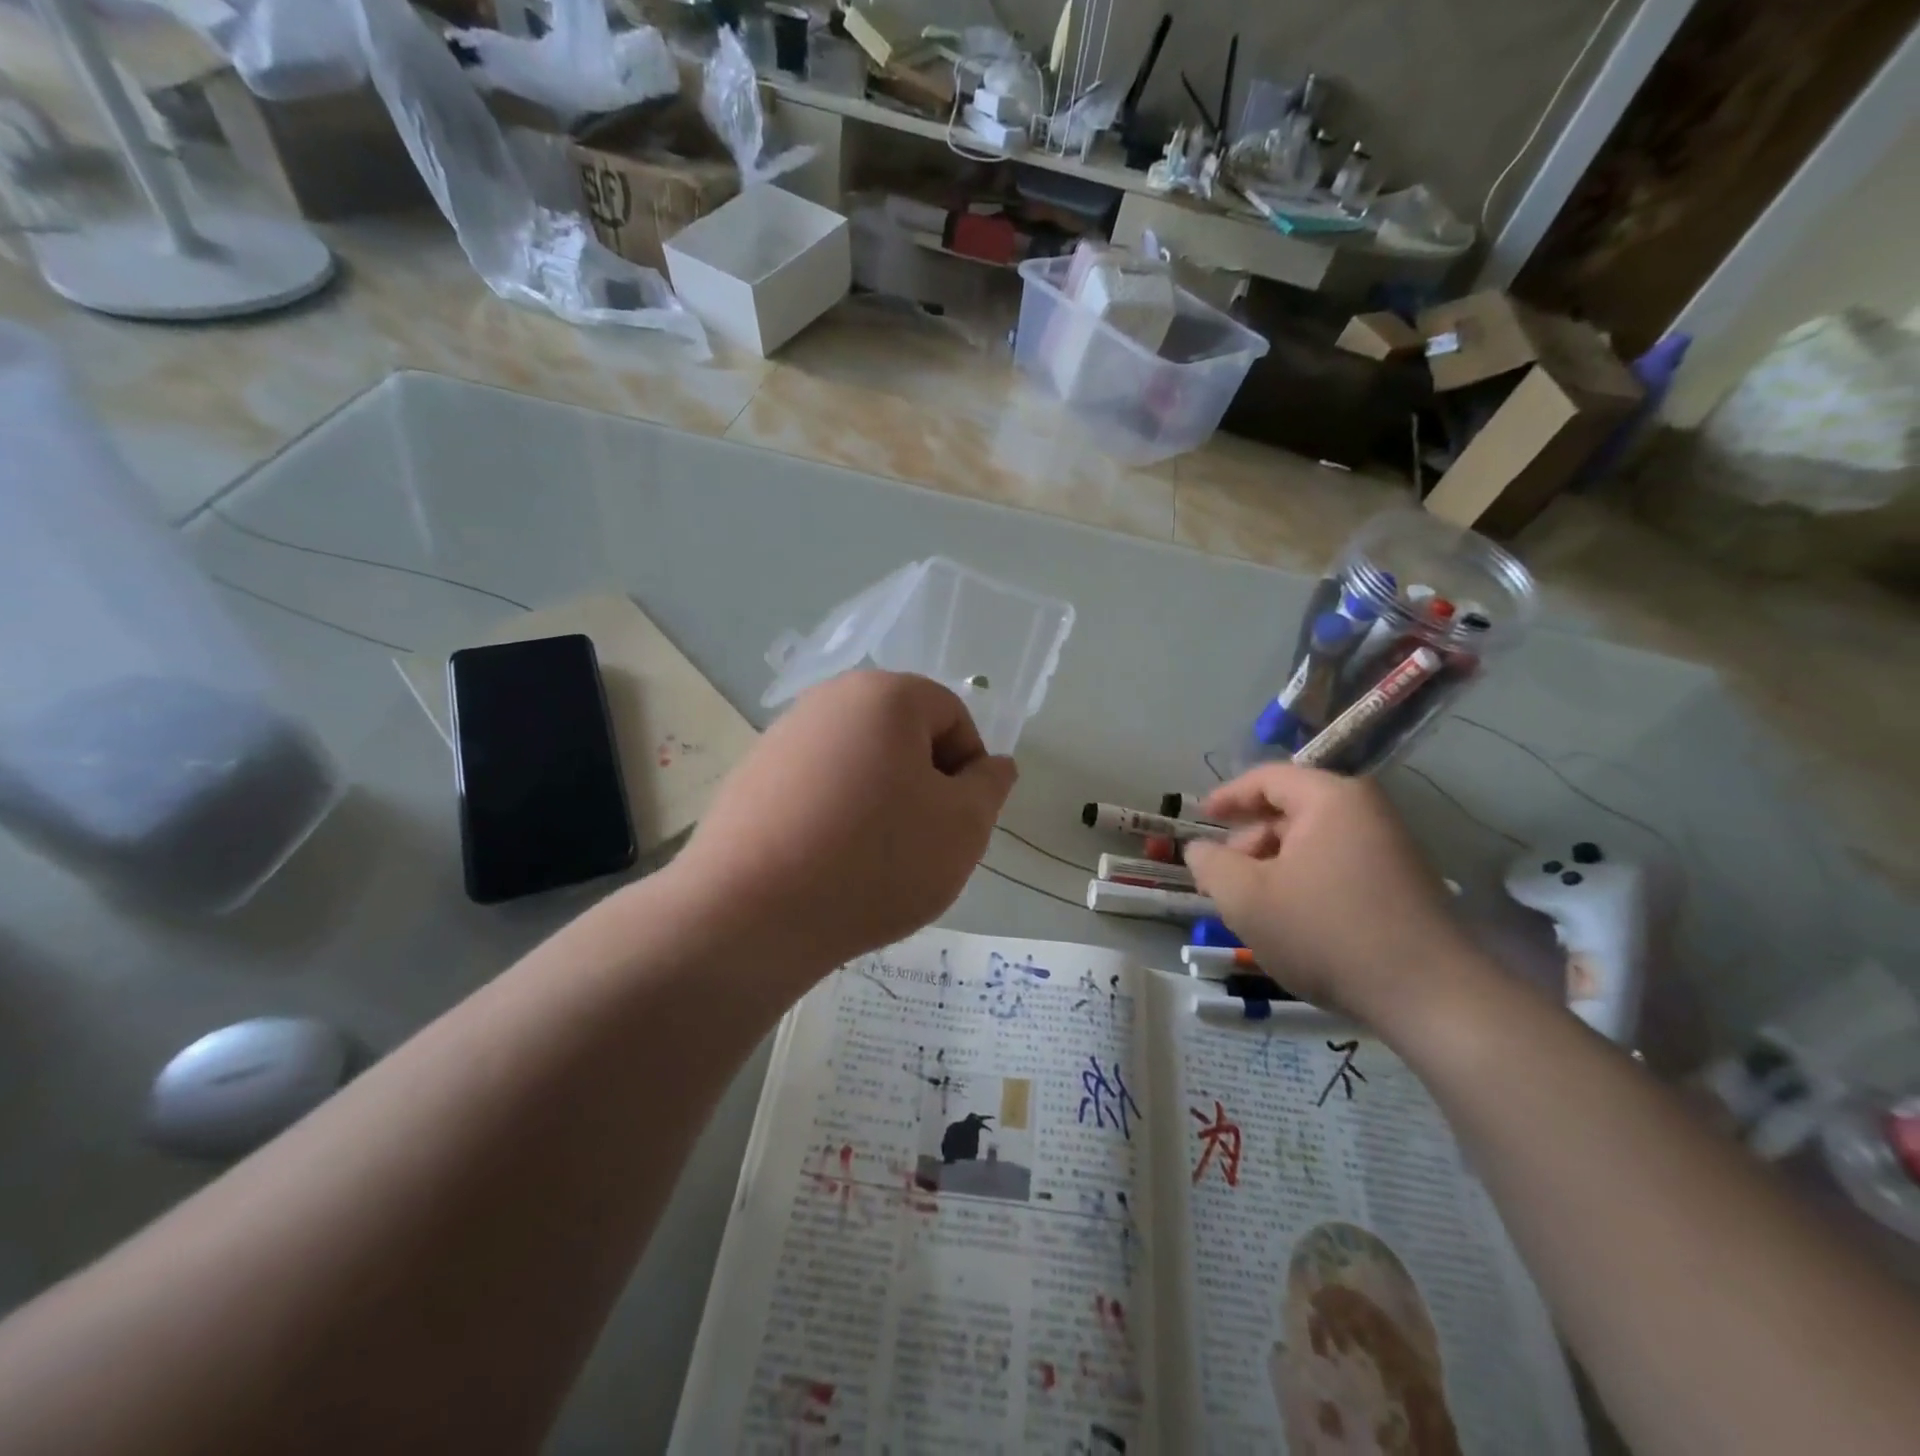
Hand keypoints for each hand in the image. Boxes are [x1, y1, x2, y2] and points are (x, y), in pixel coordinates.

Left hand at [668, 670, 1016, 976]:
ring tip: (873, 861)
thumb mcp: (962, 827)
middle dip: (924, 785)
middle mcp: (828, 699)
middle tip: (922, 843)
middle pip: (903, 736)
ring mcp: (782, 737)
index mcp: (884, 694)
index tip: (958, 822)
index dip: (968, 769)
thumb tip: (994, 765)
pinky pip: (817, 788)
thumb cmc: (876, 860)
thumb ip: (990, 787)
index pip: (952, 715)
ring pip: (860, 764)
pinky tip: (828, 864)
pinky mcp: (751, 777)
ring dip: (881, 803)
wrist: (749, 914)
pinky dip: (836, 816)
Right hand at [1184, 765, 1473, 1022]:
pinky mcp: (1403, 883)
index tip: (1199, 817)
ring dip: (1274, 866)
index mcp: (1331, 799)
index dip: (1227, 797)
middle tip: (1223, 878)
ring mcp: (1391, 847)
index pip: (1267, 779)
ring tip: (1255, 907)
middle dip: (1249, 841)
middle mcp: (1366, 812)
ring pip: (1312, 842)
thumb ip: (1211, 865)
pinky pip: (1336, 865)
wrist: (1431, 997)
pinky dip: (1304, 881)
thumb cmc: (1326, 933)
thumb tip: (1199, 849)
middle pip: (1290, 810)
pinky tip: (1293, 920)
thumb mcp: (1246, 898)